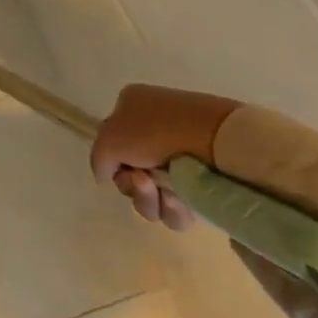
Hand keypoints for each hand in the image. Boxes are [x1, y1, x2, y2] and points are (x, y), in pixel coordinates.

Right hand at [89, 84, 238, 230]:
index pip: (112, 145)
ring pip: (153, 195)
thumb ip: (98, 158)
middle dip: (133, 187)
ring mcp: (181, 156)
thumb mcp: (110, 138)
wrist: (219, 140)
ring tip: (166, 193)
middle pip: (131, 175)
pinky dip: (174, 209)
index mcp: (132, 108)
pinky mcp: (204, 181)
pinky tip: (182, 200)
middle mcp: (155, 131)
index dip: (113, 163)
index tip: (122, 170)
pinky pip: (178, 206)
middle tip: (143, 182)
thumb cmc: (158, 131)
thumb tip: (105, 175)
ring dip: (151, 201)